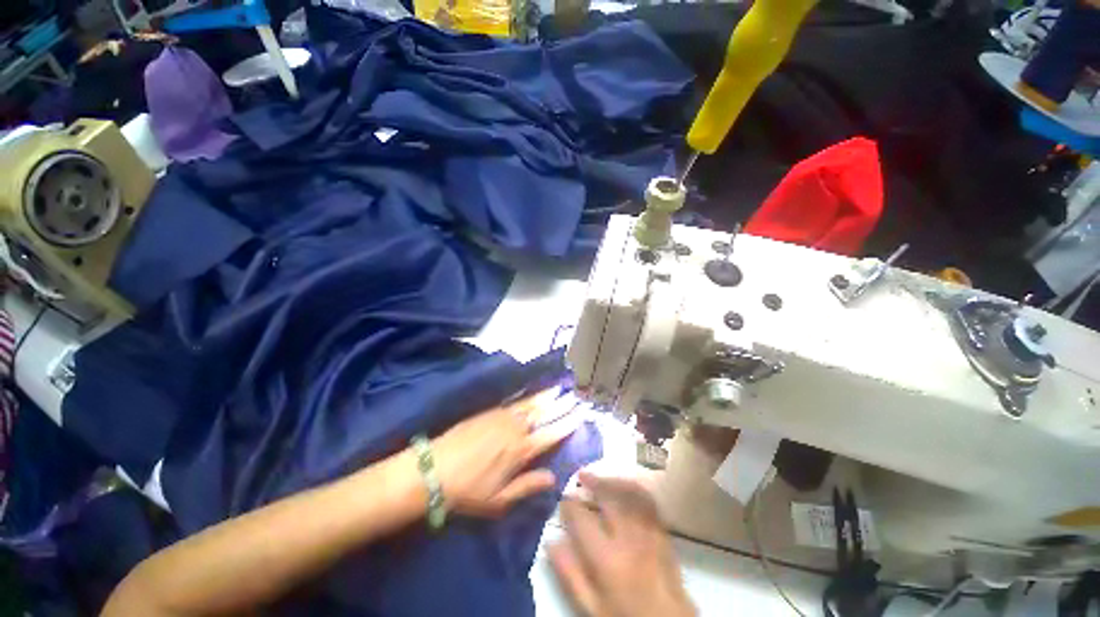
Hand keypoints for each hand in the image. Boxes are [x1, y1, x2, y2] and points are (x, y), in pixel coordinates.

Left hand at [431, 389, 578, 517]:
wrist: (432, 470)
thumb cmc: (467, 491)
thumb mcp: (499, 500)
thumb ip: (527, 486)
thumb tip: (553, 478)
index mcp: (521, 451)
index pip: (551, 433)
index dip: (568, 423)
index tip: (581, 413)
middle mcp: (515, 429)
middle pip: (543, 413)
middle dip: (561, 404)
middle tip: (574, 395)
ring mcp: (501, 416)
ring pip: (530, 403)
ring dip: (546, 395)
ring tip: (559, 387)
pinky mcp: (489, 411)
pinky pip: (514, 401)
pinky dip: (527, 395)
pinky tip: (532, 392)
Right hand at [550, 472, 695, 616]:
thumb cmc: (624, 616)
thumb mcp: (591, 606)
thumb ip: (570, 574)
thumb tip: (552, 541)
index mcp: (606, 557)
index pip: (581, 518)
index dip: (569, 505)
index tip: (563, 500)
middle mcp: (628, 537)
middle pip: (608, 496)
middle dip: (592, 481)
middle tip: (581, 476)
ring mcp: (648, 531)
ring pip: (629, 492)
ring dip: (613, 480)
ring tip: (601, 478)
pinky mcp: (663, 532)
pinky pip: (648, 500)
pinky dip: (634, 488)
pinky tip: (626, 488)